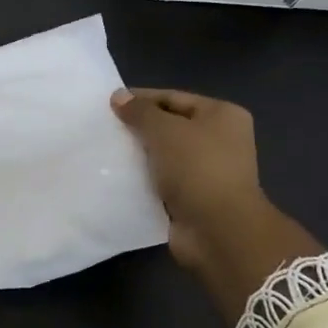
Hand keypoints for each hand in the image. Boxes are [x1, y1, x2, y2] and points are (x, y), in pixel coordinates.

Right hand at [111, 88, 321, 324]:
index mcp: (222, 115)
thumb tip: (118, 96)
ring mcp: (207, 171)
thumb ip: (140, 112)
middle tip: (105, 127)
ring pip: (164, 155)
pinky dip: (143, 179)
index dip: (141, 99)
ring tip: (106, 151)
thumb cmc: (197, 168)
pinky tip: (116, 177)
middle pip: (170, 126)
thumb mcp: (164, 131)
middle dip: (139, 128)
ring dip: (139, 155)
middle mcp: (219, 140)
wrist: (218, 230)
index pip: (174, 98)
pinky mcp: (194, 198)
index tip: (108, 103)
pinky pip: (162, 181)